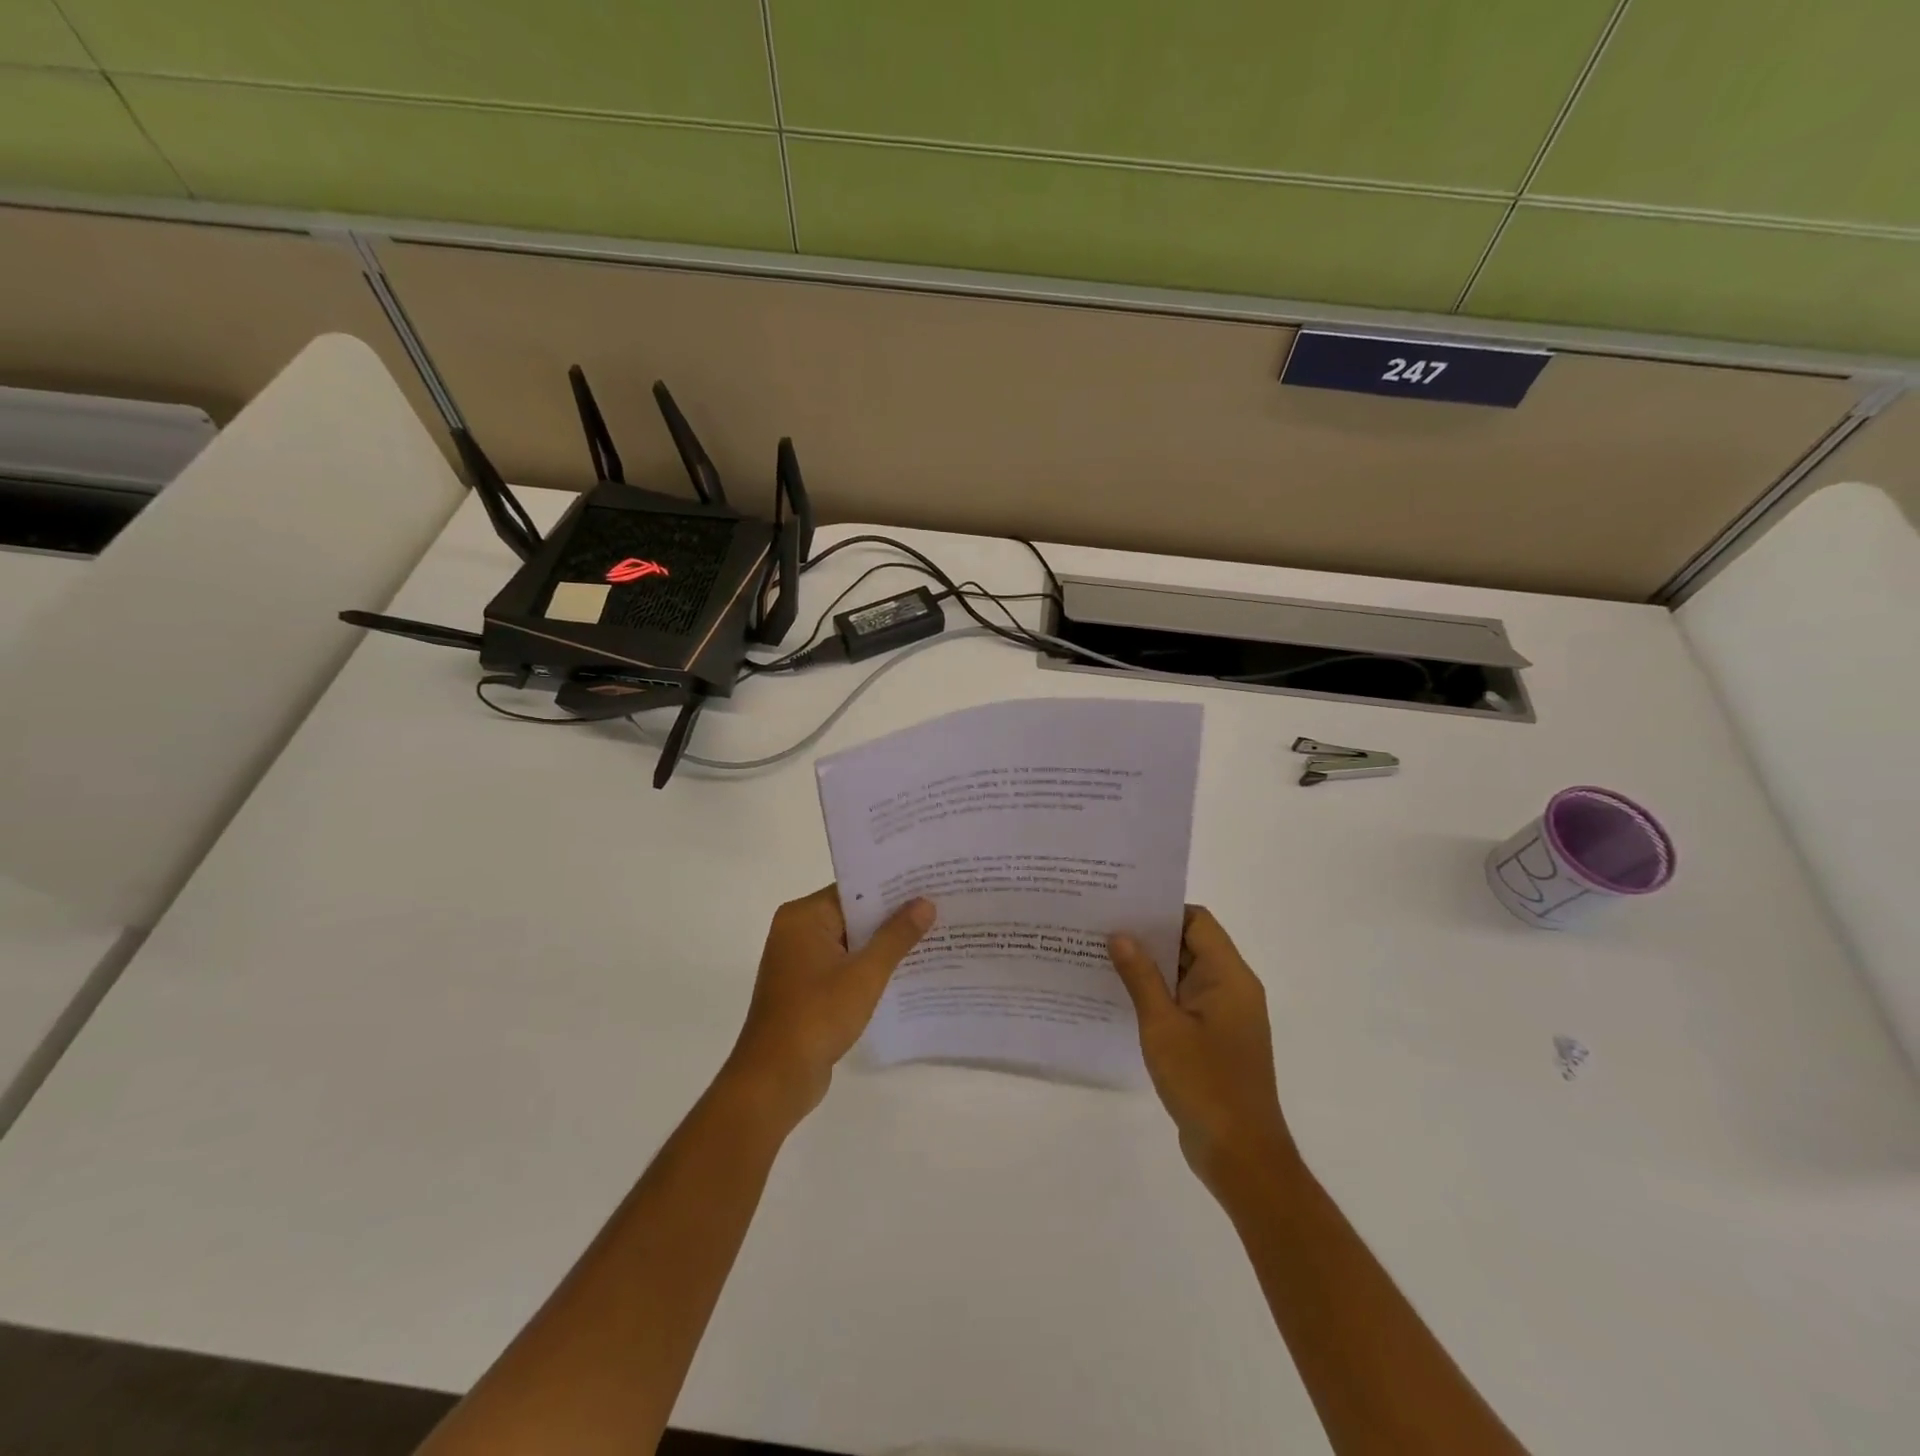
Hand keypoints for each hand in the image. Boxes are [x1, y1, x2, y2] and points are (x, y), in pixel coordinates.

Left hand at [724, 886, 933, 1125]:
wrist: (775, 1080)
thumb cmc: (817, 1016)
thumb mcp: (865, 974)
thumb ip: (896, 936)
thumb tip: (925, 903)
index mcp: (803, 917)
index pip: (854, 890)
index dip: (892, 886)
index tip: (928, 882)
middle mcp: (797, 932)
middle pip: (852, 914)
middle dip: (892, 915)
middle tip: (938, 906)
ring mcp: (799, 962)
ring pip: (850, 941)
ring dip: (883, 943)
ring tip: (932, 934)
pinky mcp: (806, 988)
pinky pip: (844, 965)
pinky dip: (869, 966)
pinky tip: (906, 970)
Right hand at [1108, 907, 1297, 1194]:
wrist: (1241, 1156)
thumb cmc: (1205, 1083)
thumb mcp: (1163, 1026)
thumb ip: (1141, 977)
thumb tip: (1120, 935)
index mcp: (1229, 977)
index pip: (1197, 921)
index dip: (1161, 910)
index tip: (1122, 906)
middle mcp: (1232, 988)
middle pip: (1190, 944)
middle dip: (1149, 936)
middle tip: (1102, 928)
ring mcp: (1225, 1016)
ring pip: (1185, 975)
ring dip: (1150, 967)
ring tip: (1103, 957)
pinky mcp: (1215, 1039)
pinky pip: (1184, 1002)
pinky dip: (1158, 995)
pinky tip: (1121, 998)